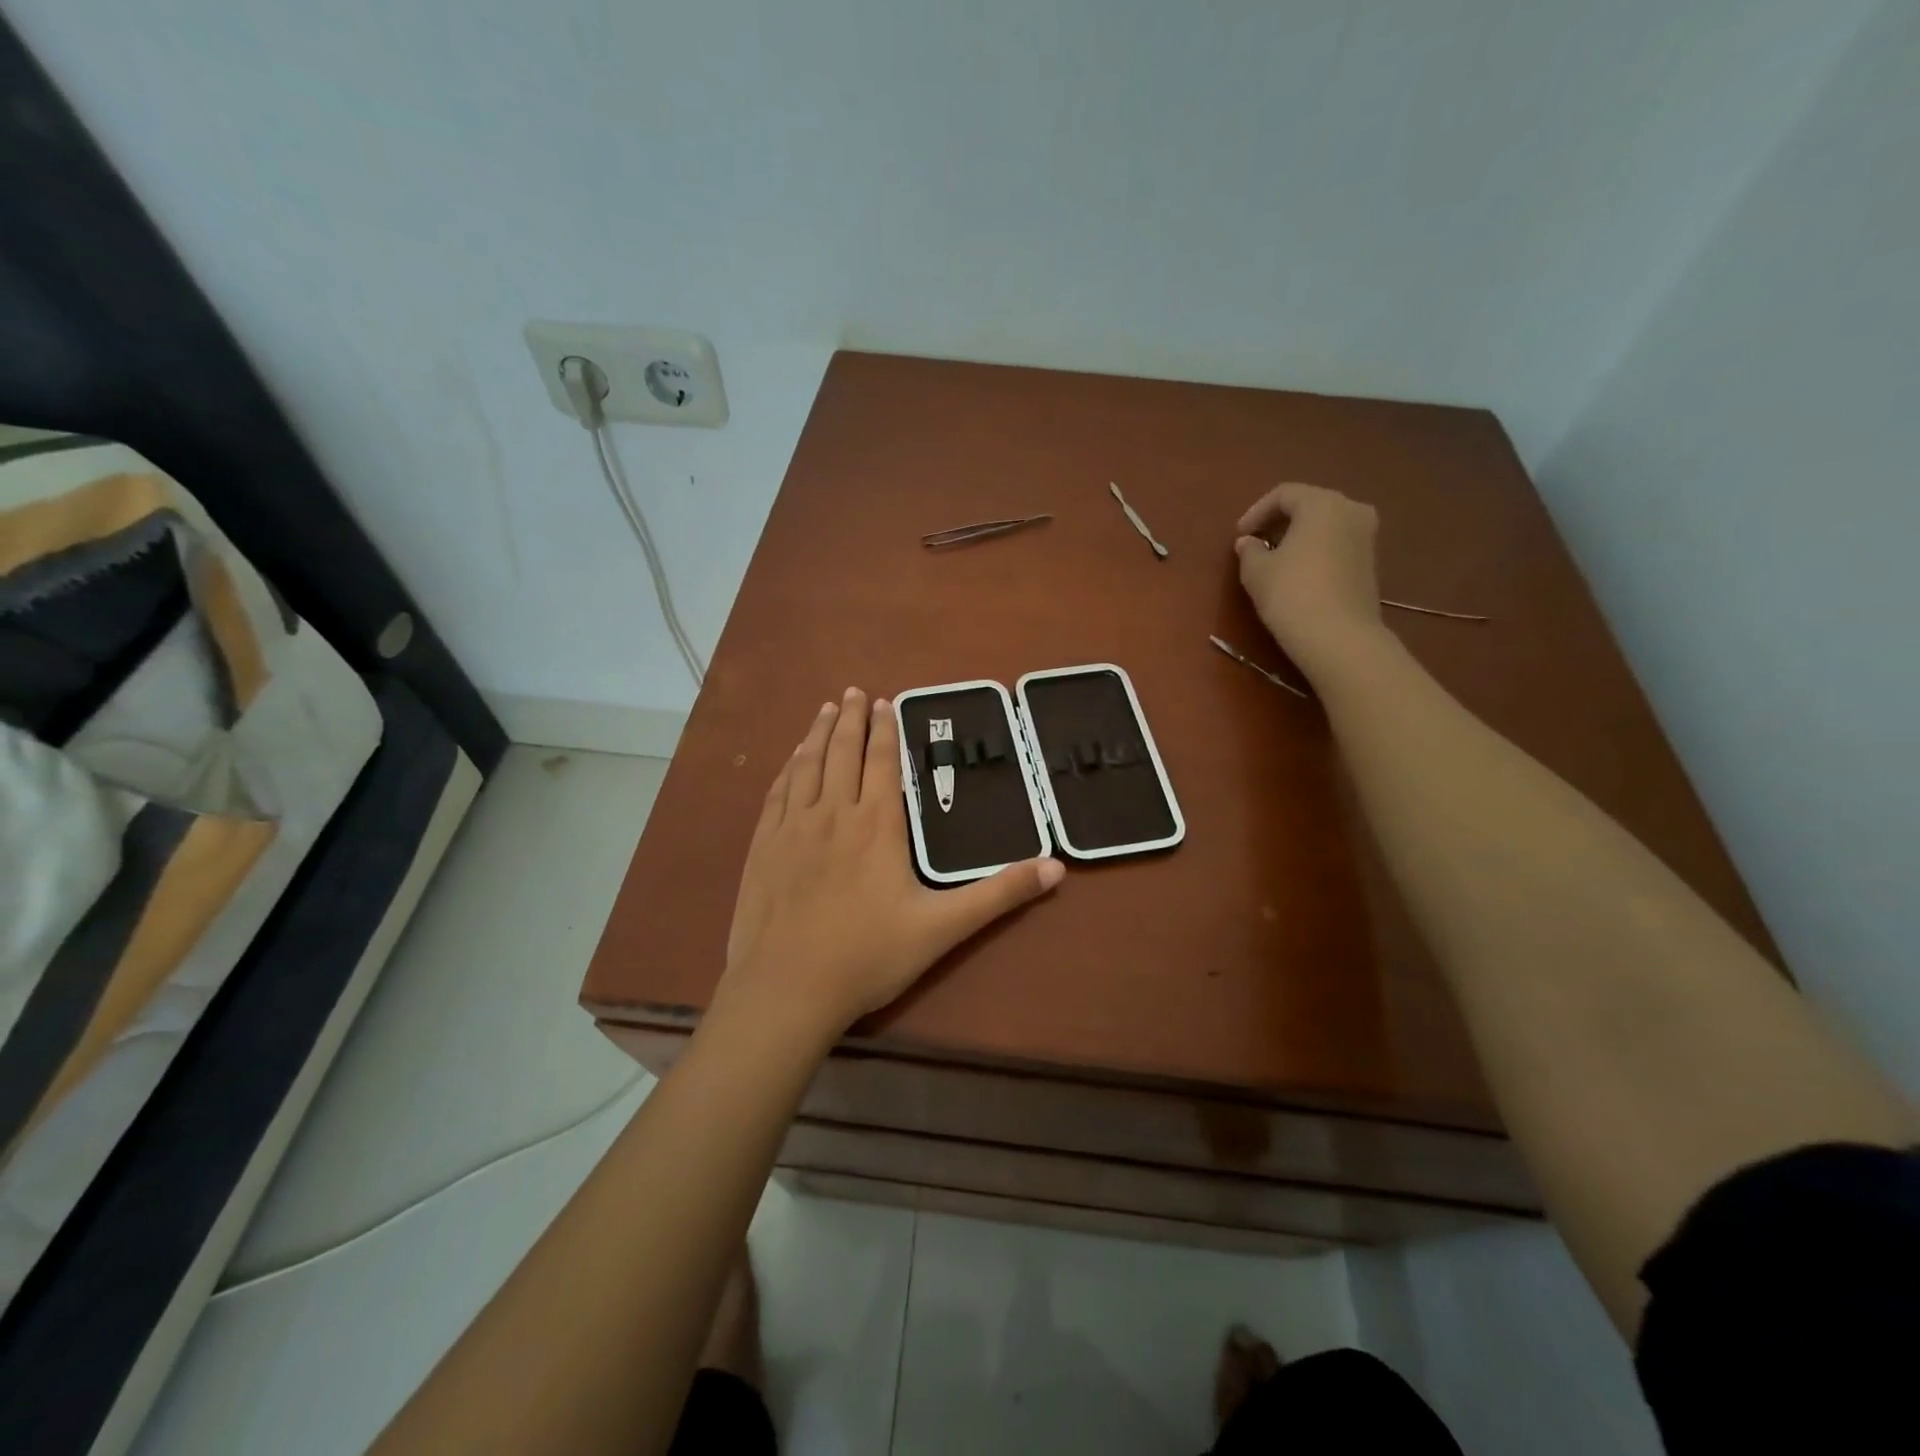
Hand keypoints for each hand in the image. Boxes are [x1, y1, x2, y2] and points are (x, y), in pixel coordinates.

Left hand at [720, 688, 1063, 1039]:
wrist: (788, 988)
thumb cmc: (869, 956)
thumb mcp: (944, 927)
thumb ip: (999, 894)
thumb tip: (1056, 867)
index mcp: (878, 825)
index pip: (882, 763)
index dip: (884, 730)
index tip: (883, 703)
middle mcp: (834, 813)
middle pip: (843, 753)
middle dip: (850, 719)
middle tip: (853, 692)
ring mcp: (793, 828)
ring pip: (807, 766)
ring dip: (817, 734)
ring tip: (825, 709)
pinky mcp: (764, 846)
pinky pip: (778, 793)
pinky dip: (788, 768)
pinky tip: (791, 760)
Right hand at [1233, 482, 1386, 680]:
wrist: (1338, 637)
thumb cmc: (1291, 594)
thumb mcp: (1256, 571)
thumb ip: (1250, 550)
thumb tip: (1249, 542)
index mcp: (1322, 503)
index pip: (1284, 494)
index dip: (1256, 512)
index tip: (1239, 535)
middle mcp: (1351, 510)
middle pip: (1309, 506)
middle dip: (1279, 522)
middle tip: (1256, 543)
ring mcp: (1366, 537)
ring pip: (1325, 526)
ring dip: (1298, 537)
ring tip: (1274, 559)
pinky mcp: (1370, 563)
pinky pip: (1336, 545)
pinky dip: (1315, 551)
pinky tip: (1297, 573)